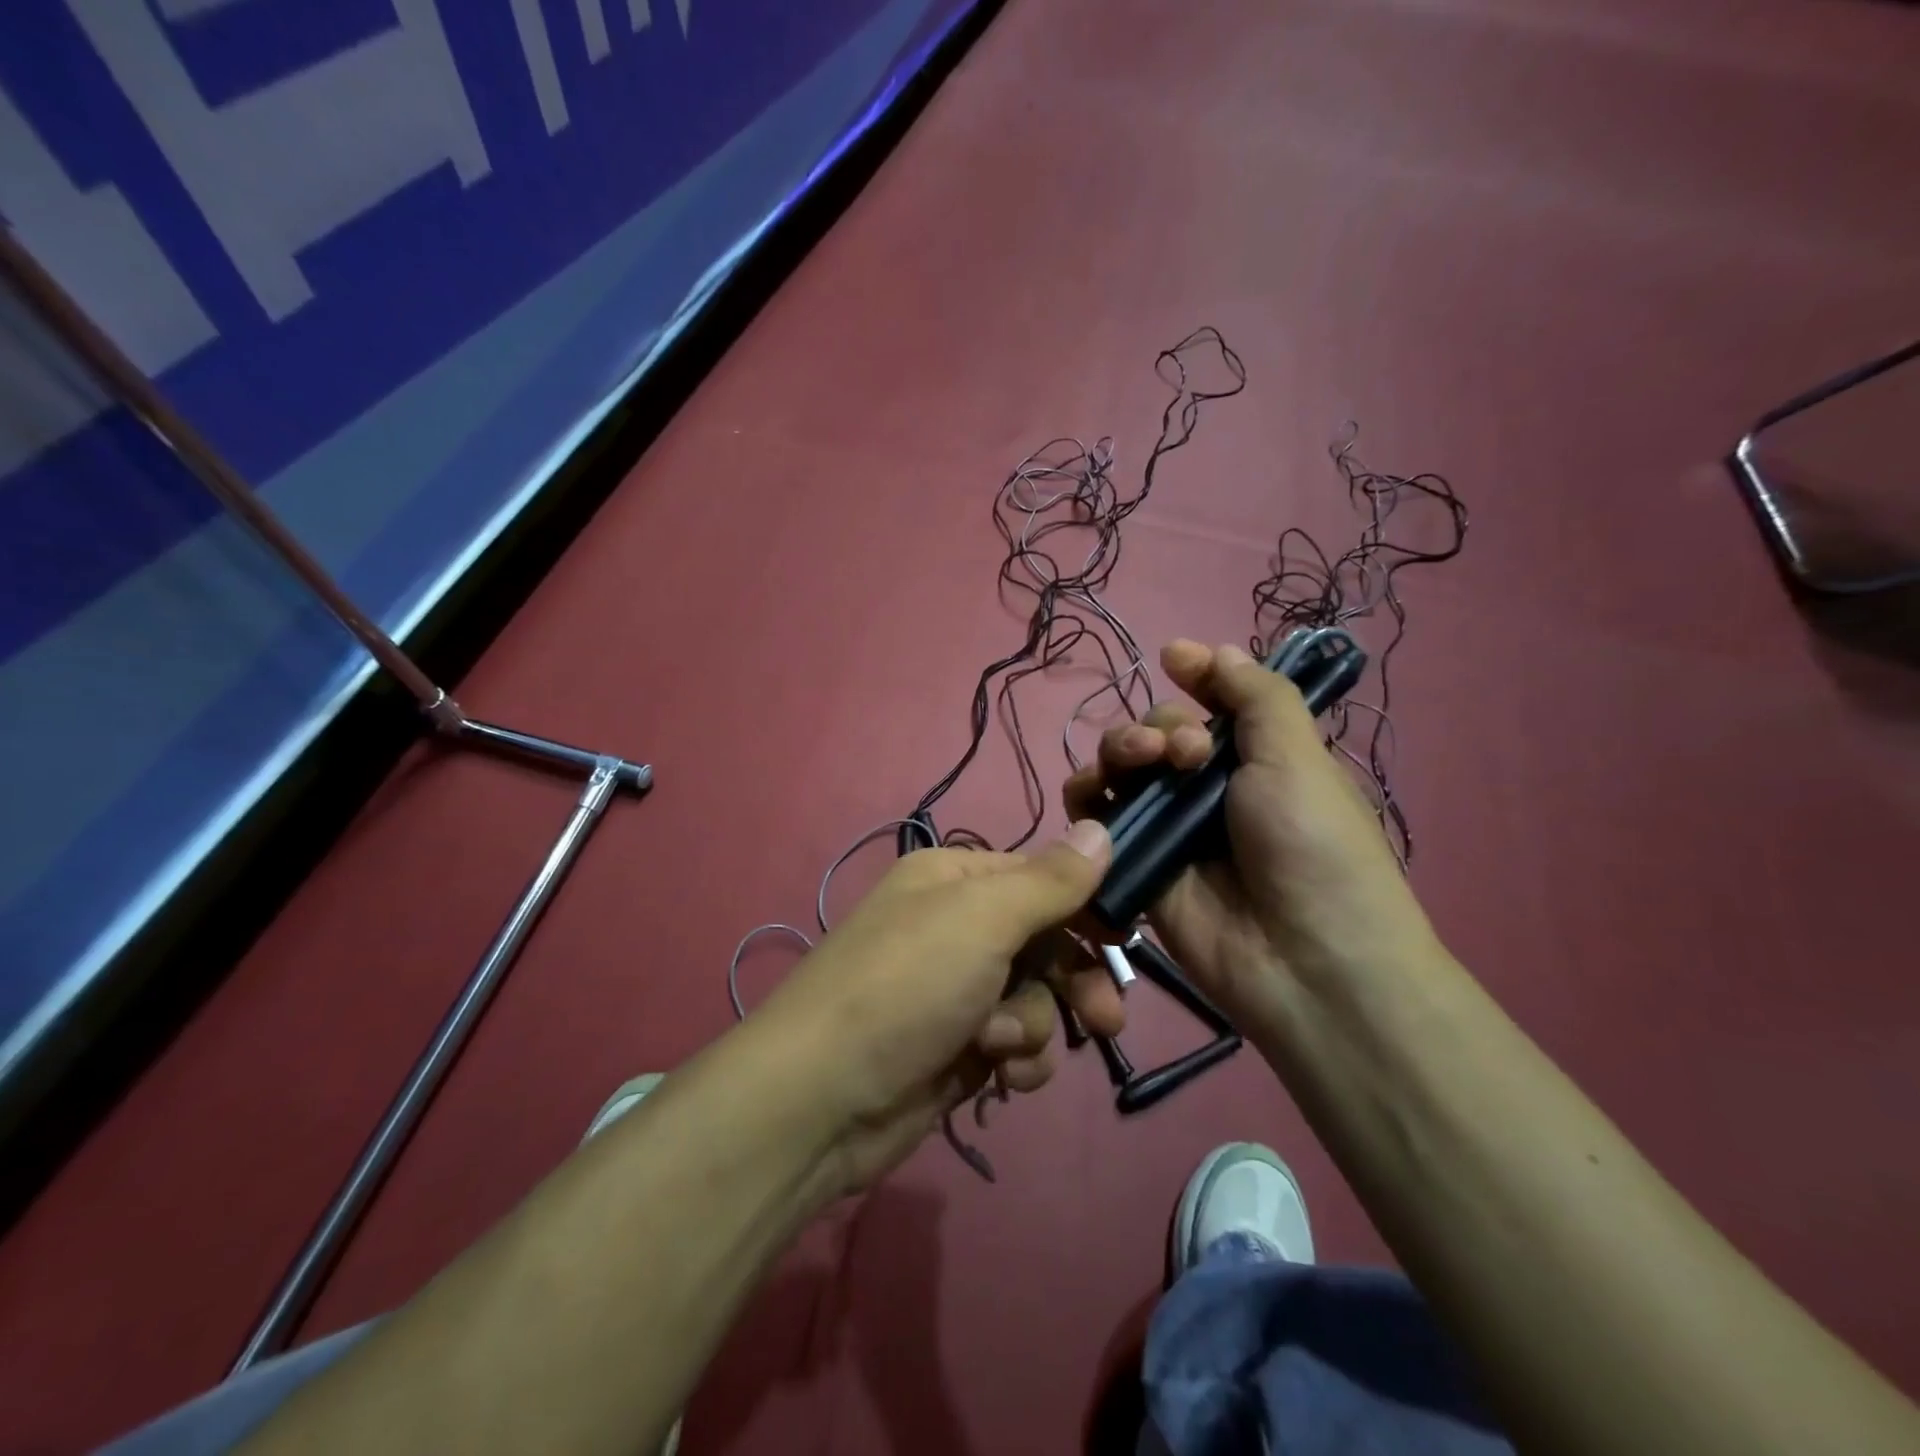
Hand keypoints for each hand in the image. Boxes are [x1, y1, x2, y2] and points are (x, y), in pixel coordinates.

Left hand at [752, 823, 1123, 1191]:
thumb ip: (1051, 880)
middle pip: (1045, 942)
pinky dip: (1016, 1061)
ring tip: (1000, 1046)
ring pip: (1036, 998)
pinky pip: (1016, 1045)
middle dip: (1074, 980)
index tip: (1125, 938)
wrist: (822, 1099)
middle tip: (1106, 1018)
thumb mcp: (983, 918)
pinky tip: (997, 1078)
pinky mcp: (957, 1048)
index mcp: (955, 879)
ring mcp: (956, 990)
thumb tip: (1100, 828)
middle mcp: (955, 927)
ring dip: (1032, 1025)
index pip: (1041, 878)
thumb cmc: (907, 986)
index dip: (1086, 906)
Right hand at [1064, 640, 1439, 1027]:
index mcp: (1256, 759)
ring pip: (1119, 770)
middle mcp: (1208, 789)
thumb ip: (1256, 696)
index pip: (1211, 703)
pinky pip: (1097, 821)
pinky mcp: (1136, 865)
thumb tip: (1213, 647)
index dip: (1192, 677)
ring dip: (1118, 751)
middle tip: (1182, 753)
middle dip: (1157, 726)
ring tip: (1139, 765)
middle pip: (1154, 733)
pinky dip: (1089, 801)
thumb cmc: (1314, 847)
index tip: (1173, 658)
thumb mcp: (1299, 756)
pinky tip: (1096, 797)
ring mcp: (1169, 829)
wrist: (1305, 962)